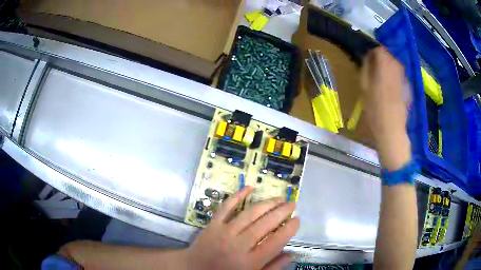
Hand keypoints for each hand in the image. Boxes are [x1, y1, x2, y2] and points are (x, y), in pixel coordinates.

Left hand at [183, 186, 298, 269]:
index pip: (275, 242)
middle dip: (282, 212)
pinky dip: (238, 196)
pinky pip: (226, 207)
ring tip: (279, 198)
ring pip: (249, 214)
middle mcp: (238, 245)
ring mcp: (224, 232)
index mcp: (250, 262)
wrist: (193, 269)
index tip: (297, 220)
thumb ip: (272, 268)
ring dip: (267, 204)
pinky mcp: (212, 224)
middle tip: (292, 204)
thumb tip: (291, 254)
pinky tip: (250, 188)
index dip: (289, 229)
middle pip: (265, 225)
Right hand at [360, 47, 410, 169]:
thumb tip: (368, 56)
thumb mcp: (364, 88)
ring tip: (383, 72)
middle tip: (376, 64)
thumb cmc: (374, 110)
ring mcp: (403, 77)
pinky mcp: (407, 86)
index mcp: (383, 68)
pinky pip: (401, 73)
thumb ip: (366, 69)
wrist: (392, 129)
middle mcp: (395, 70)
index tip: (369, 56)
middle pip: (390, 54)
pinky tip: (391, 83)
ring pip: (396, 62)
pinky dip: (396, 73)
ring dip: (389, 63)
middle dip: (383, 56)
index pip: (381, 49)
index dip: (374, 50)